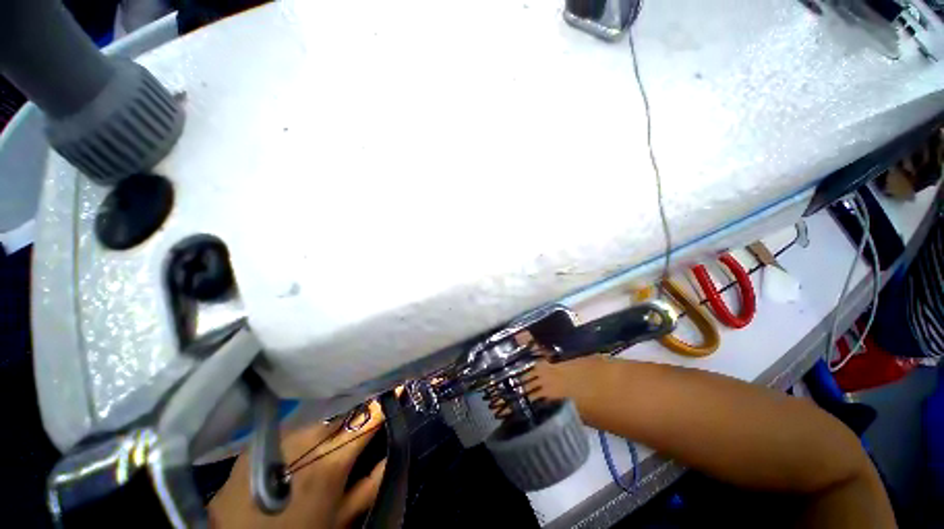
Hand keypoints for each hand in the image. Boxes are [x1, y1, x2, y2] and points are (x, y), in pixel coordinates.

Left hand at [209, 401, 386, 528]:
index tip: (397, 387)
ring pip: (316, 418)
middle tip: (366, 410)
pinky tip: (305, 437)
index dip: (383, 403)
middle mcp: (305, 442)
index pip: (366, 420)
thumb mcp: (341, 518)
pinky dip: (305, 428)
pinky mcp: (254, 443)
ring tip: (335, 425)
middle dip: (357, 410)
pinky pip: (289, 427)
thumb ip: (371, 484)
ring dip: (331, 419)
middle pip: (342, 414)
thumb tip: (392, 451)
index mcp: (331, 463)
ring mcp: (276, 441)